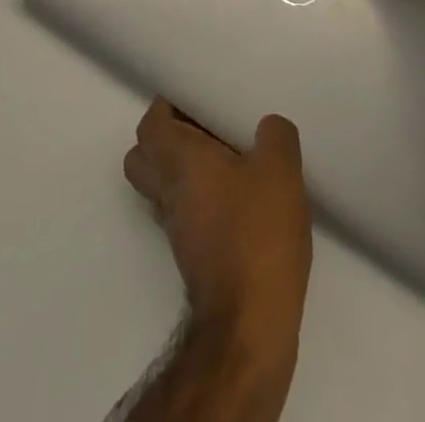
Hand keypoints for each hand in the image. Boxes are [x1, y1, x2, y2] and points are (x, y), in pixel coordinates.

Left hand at [124, 99, 311, 339]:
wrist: (250, 324)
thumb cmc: (257, 234)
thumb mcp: (280, 169)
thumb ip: (275, 135)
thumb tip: (267, 128)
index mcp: (179, 161)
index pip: (150, 125)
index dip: (167, 107)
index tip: (195, 99)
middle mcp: (168, 192)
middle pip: (143, 157)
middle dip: (166, 137)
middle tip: (205, 127)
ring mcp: (177, 229)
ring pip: (162, 187)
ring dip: (184, 169)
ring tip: (228, 159)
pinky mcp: (193, 257)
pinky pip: (184, 212)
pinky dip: (200, 198)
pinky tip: (239, 198)